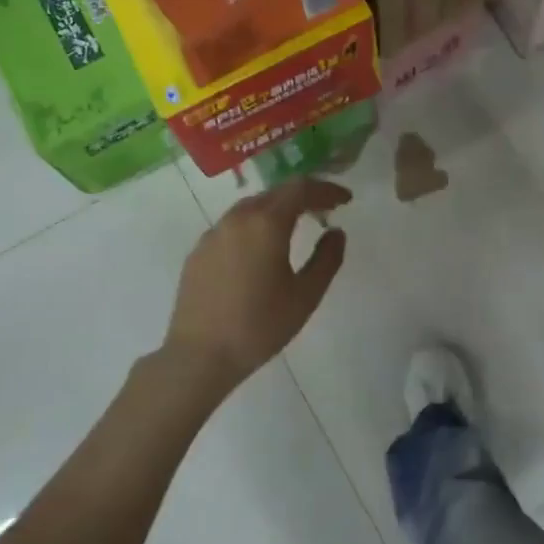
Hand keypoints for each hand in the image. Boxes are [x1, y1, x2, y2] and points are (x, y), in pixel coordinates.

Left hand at [159, 178, 350, 409]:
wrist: (199, 355)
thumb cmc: (259, 325)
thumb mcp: (305, 295)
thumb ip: (327, 258)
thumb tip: (335, 232)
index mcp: (266, 223)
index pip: (301, 188)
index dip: (326, 189)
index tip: (345, 200)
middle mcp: (237, 218)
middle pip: (275, 193)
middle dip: (303, 197)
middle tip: (325, 210)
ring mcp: (213, 234)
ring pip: (251, 207)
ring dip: (277, 209)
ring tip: (295, 227)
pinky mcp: (198, 252)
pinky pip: (232, 226)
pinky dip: (254, 226)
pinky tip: (260, 249)